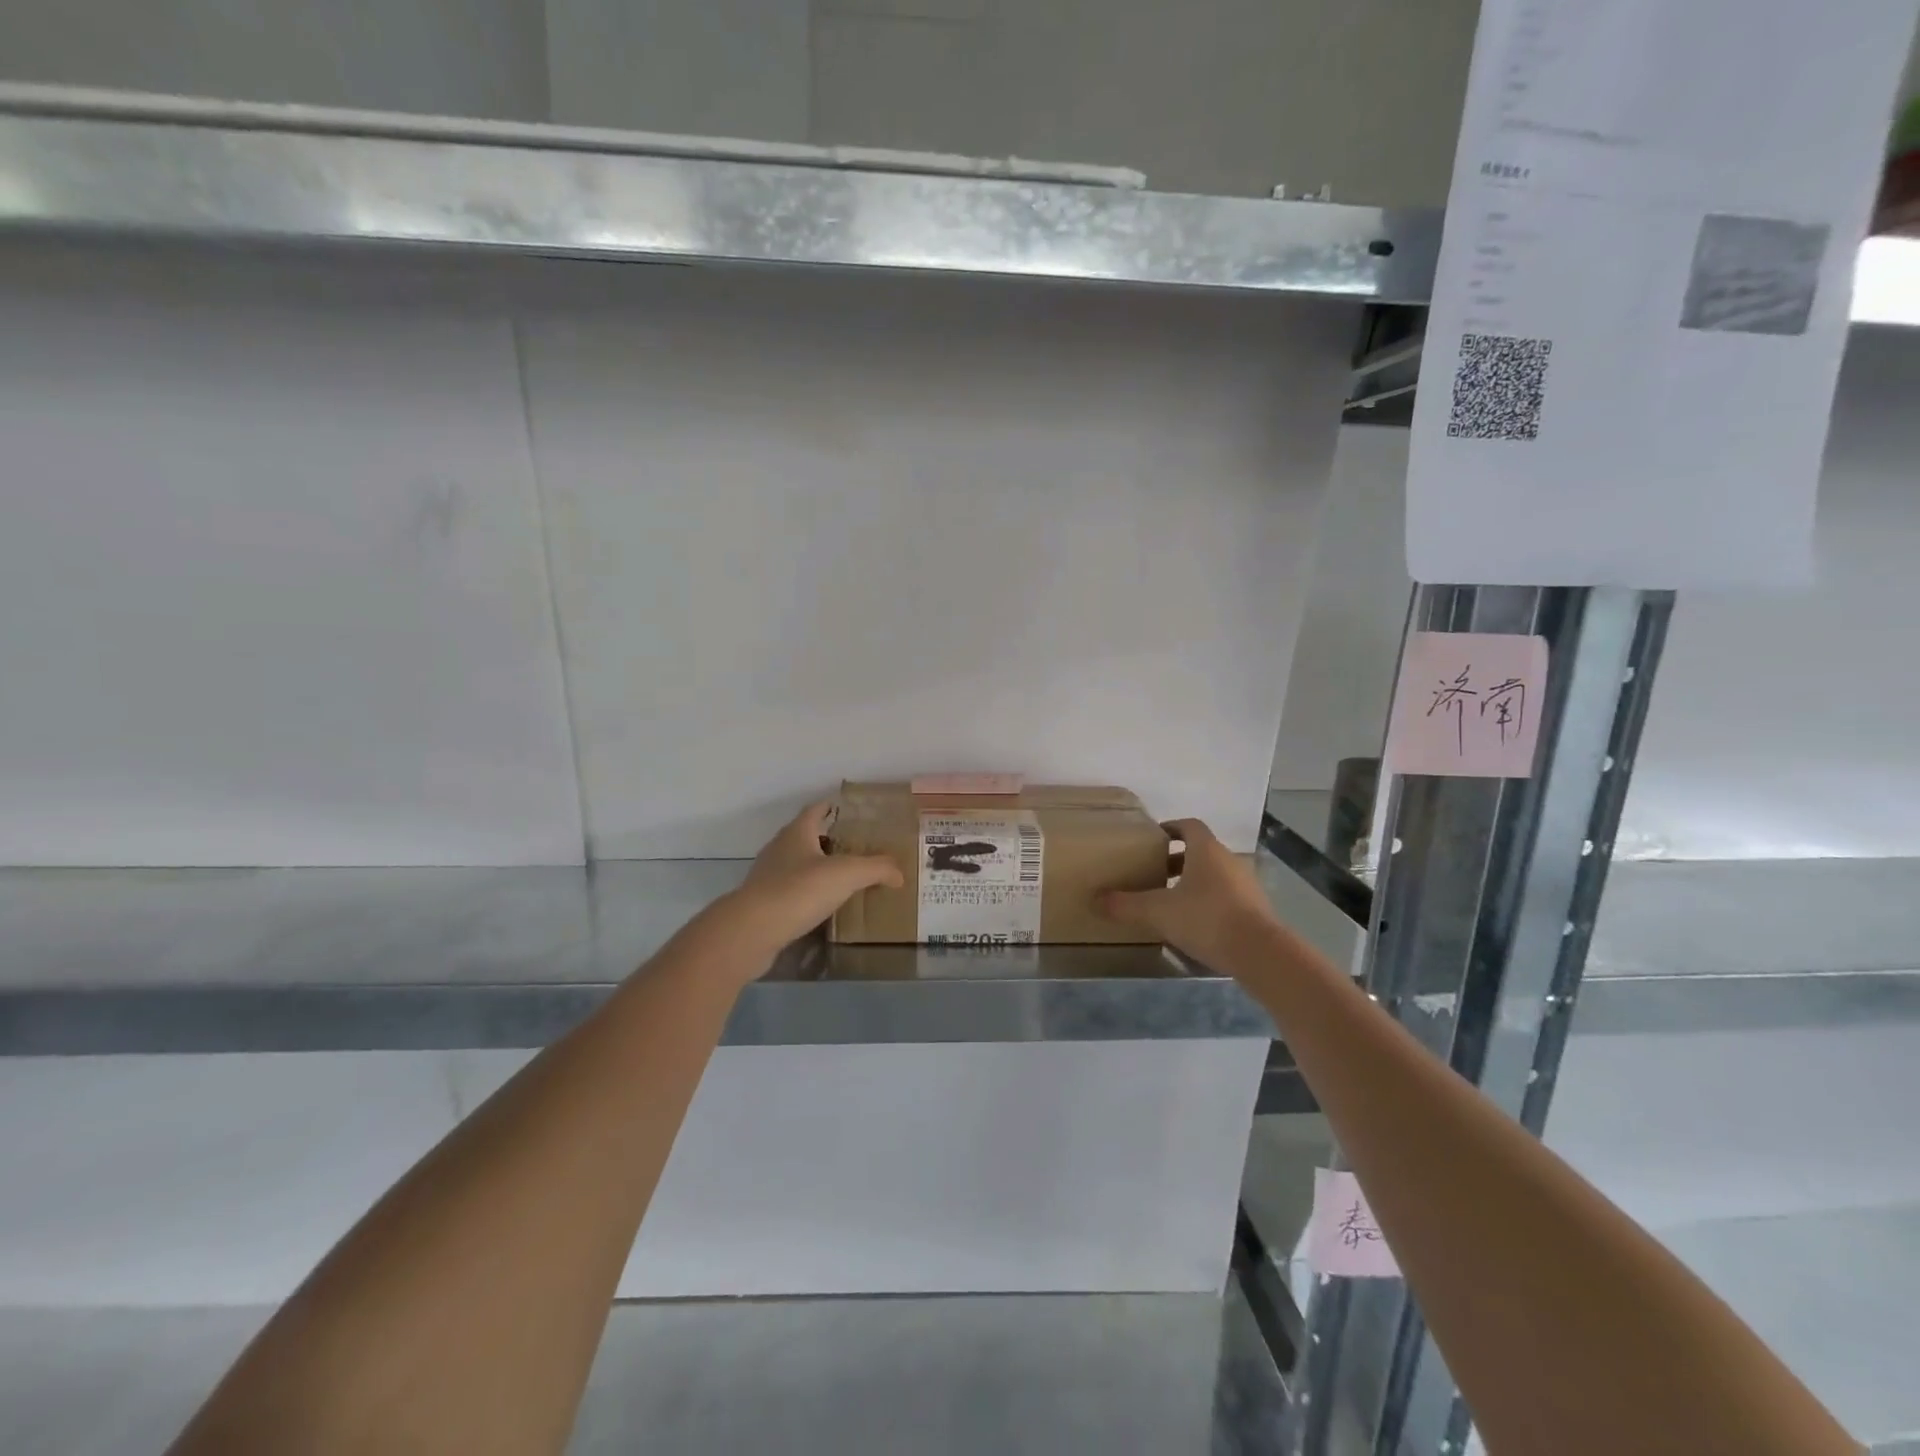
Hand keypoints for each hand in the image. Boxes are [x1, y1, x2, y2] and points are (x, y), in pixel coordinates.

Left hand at [730, 801, 903, 953]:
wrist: (752, 931)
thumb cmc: (799, 890)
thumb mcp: (847, 874)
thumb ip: (877, 869)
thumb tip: (899, 873)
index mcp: (797, 832)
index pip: (816, 810)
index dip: (832, 808)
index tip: (851, 812)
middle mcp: (780, 848)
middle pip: (807, 837)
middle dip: (830, 840)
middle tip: (858, 848)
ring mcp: (768, 876)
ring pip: (798, 865)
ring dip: (818, 868)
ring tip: (845, 879)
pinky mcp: (764, 903)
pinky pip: (791, 892)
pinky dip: (808, 894)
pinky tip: (824, 906)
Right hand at [1096, 818, 1278, 970]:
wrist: (1261, 953)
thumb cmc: (1206, 919)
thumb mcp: (1158, 912)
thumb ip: (1125, 905)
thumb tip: (1095, 899)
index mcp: (1206, 850)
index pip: (1188, 825)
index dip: (1171, 828)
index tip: (1153, 839)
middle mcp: (1228, 860)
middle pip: (1201, 851)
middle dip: (1177, 860)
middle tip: (1154, 873)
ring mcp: (1246, 884)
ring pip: (1214, 874)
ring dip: (1194, 881)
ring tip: (1171, 900)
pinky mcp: (1256, 909)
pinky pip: (1227, 896)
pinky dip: (1209, 901)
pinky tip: (1195, 923)